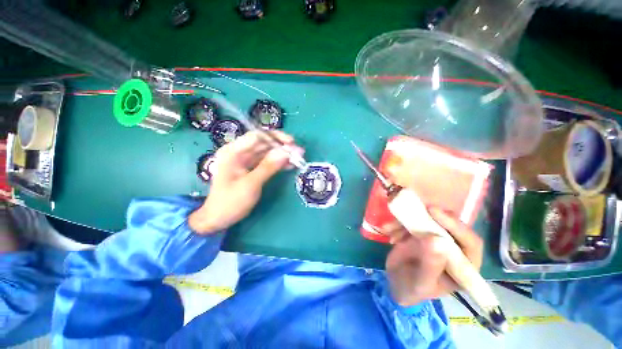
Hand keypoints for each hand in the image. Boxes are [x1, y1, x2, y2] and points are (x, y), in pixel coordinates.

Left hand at [189, 131, 302, 233]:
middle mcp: (240, 153)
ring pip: (268, 153)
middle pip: (264, 143)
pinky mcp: (252, 168)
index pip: (256, 136)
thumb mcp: (250, 184)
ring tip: (298, 158)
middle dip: (282, 146)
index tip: (291, 143)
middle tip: (299, 151)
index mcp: (233, 152)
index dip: (275, 137)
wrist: (219, 218)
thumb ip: (268, 167)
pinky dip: (279, 163)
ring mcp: (246, 161)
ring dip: (283, 155)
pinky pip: (267, 162)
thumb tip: (286, 152)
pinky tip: (290, 165)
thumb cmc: (231, 202)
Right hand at [383, 208, 482, 306]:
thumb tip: (436, 240)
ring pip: (430, 219)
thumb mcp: (421, 282)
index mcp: (463, 266)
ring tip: (392, 229)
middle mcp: (454, 249)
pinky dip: (398, 223)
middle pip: (451, 225)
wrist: (395, 282)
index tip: (436, 213)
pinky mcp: (421, 232)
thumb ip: (430, 265)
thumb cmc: (412, 289)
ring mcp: (436, 238)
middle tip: (418, 209)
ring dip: (409, 220)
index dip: (457, 226)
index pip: (470, 243)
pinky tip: (388, 231)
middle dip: (434, 217)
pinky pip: (412, 220)